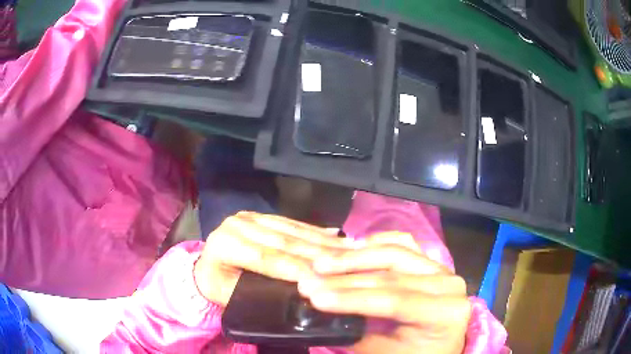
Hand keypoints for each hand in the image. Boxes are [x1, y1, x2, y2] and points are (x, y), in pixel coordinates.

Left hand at [193, 211, 350, 306]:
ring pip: (291, 230)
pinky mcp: (261, 216)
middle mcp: (238, 224)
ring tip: (348, 249)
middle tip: (347, 261)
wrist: (205, 267)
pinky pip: (291, 223)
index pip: (266, 258)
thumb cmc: (217, 286)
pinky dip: (314, 231)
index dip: (296, 268)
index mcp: (225, 244)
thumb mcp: (229, 295)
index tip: (324, 278)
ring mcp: (250, 217)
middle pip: (283, 241)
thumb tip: (298, 292)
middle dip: (317, 254)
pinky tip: (335, 235)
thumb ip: (258, 292)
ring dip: (321, 241)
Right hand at [298, 232, 470, 353]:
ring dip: (354, 257)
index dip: (353, 299)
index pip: (395, 301)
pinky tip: (351, 248)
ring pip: (395, 253)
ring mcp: (440, 268)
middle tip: (308, 281)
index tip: (315, 297)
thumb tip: (323, 310)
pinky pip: (402, 244)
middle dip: (345, 279)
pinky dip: (375, 244)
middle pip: (392, 276)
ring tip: (322, 263)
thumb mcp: (384, 352)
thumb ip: (358, 331)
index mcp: (446, 312)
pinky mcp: (429, 262)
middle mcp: (448, 284)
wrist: (435, 349)